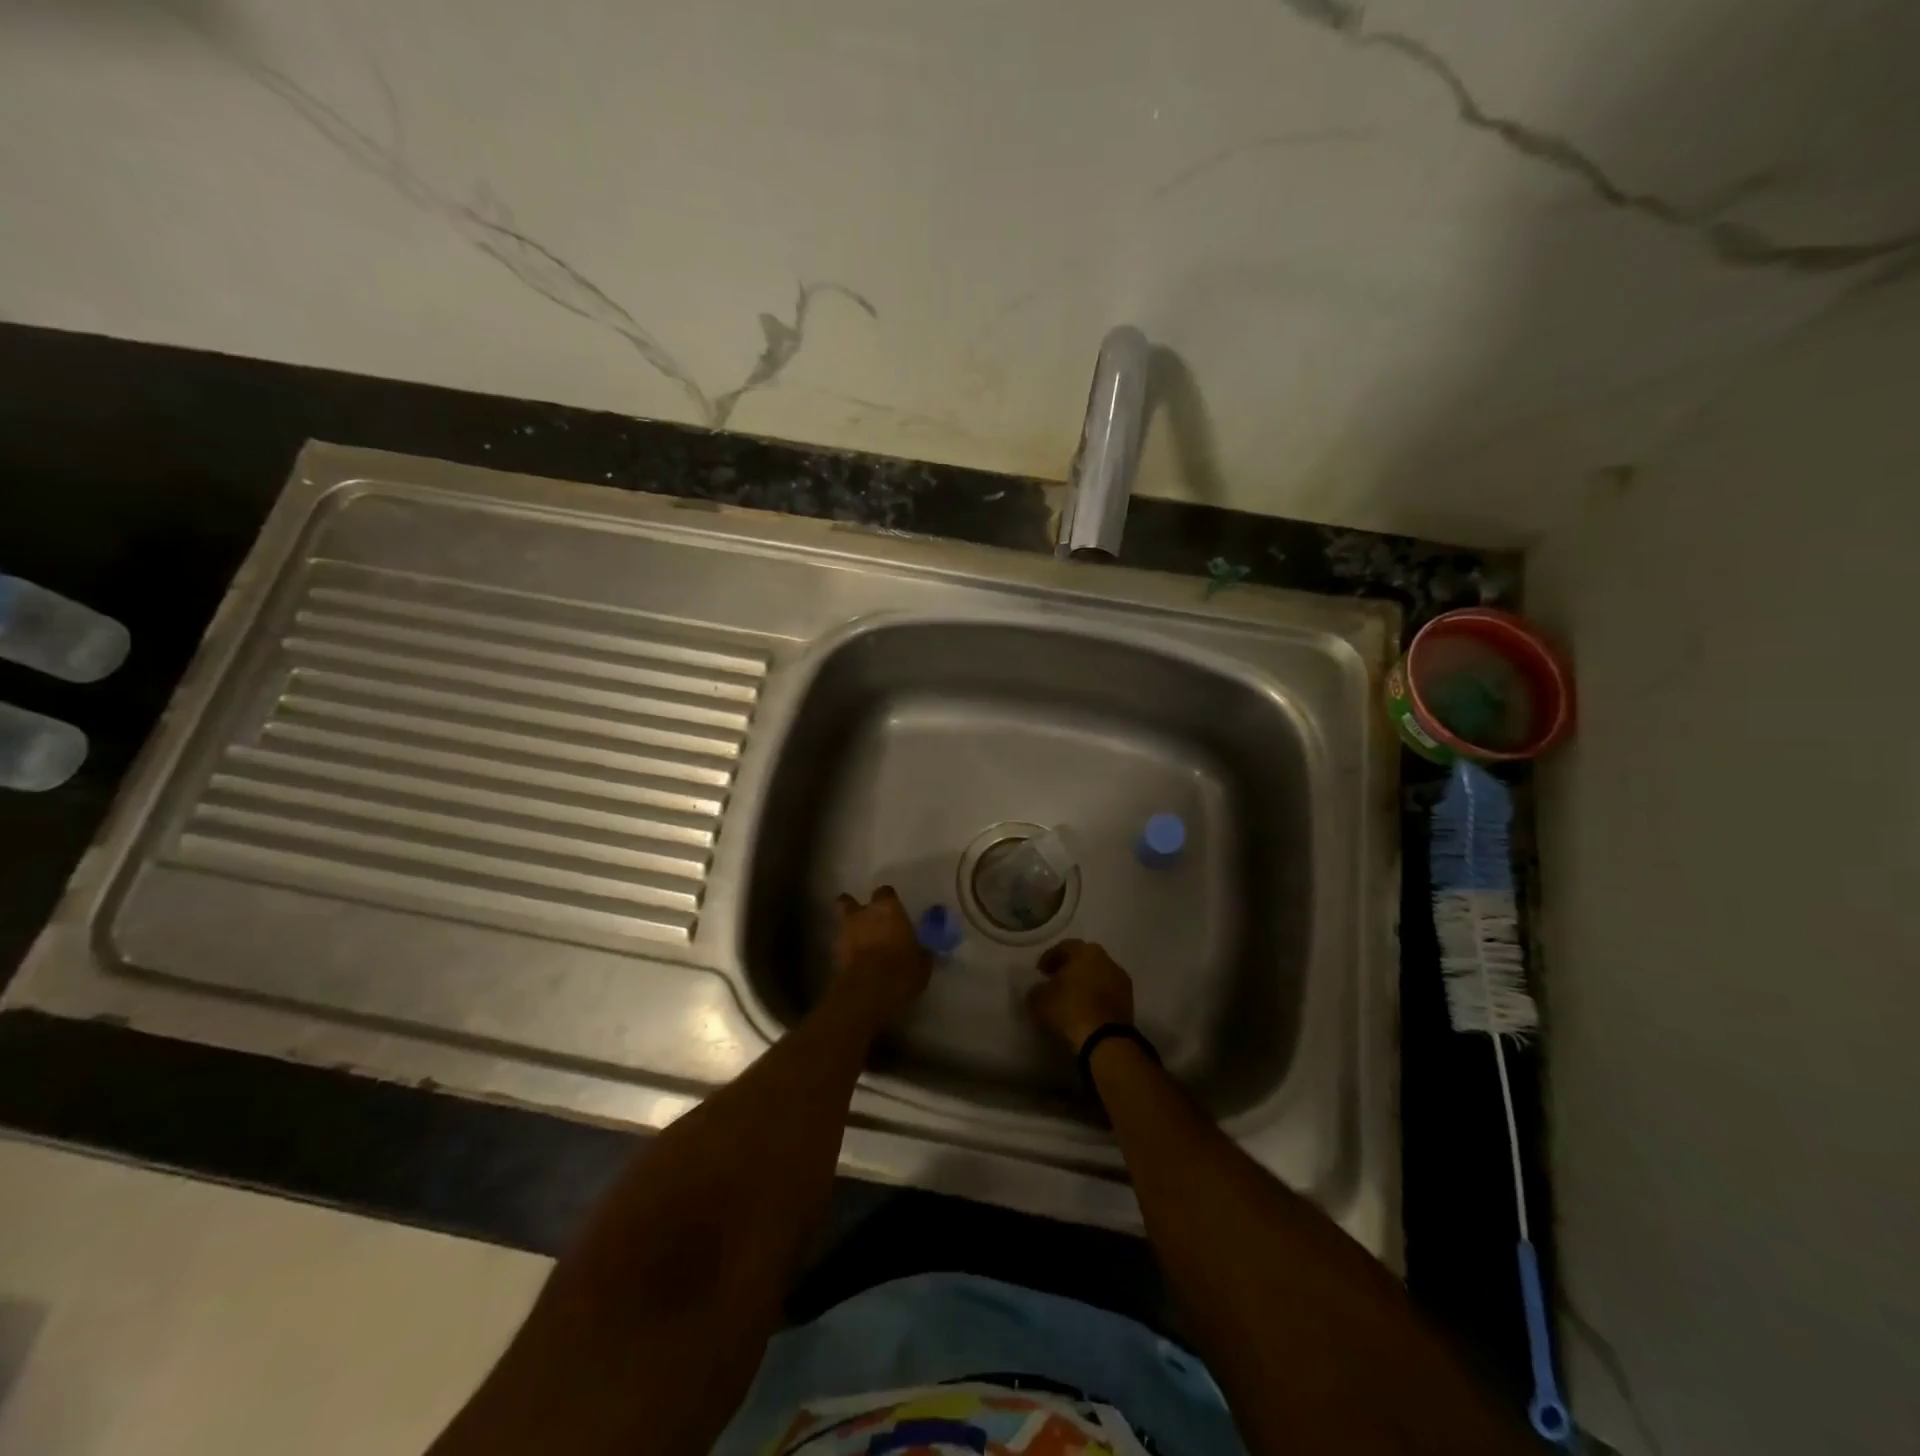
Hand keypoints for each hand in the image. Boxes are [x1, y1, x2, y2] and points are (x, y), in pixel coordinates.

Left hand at [829, 886, 931, 1029]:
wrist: (869, 991)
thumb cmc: (902, 969)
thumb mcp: (922, 963)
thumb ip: (920, 952)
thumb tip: (923, 952)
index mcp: (888, 908)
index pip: (885, 892)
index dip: (888, 902)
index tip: (894, 914)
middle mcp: (862, 914)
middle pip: (849, 901)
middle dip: (855, 909)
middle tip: (866, 922)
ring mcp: (844, 932)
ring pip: (841, 924)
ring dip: (849, 932)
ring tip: (860, 946)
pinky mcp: (833, 954)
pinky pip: (840, 947)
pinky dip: (846, 952)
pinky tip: (856, 964)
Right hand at [1027, 939, 1134, 1053]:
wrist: (1104, 1039)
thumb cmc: (1069, 1009)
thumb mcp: (1039, 999)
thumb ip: (1037, 989)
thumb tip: (1041, 989)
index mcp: (1084, 951)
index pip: (1063, 947)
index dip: (1049, 958)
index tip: (1041, 972)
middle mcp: (1106, 959)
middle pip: (1084, 959)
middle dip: (1070, 968)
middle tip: (1057, 981)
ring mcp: (1120, 979)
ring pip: (1098, 974)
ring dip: (1086, 982)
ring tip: (1073, 998)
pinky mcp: (1129, 1000)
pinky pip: (1107, 991)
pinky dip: (1097, 996)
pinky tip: (1087, 1009)